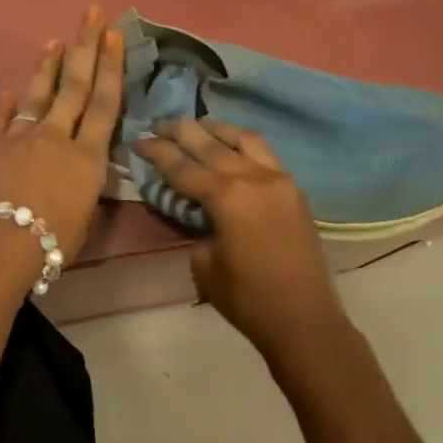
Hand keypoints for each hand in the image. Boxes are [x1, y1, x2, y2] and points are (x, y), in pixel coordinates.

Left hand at [0, 6, 124, 263]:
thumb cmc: (48, 244)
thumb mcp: (82, 220)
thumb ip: (83, 190)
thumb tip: (79, 176)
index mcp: (87, 158)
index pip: (105, 103)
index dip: (111, 67)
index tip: (113, 35)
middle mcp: (57, 138)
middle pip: (76, 86)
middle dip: (85, 47)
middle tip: (91, 14)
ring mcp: (21, 137)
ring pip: (39, 95)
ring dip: (49, 66)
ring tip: (55, 41)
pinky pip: (1, 119)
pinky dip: (6, 104)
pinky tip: (9, 91)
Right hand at [135, 120, 347, 361]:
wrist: (304, 319)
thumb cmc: (248, 299)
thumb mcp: (204, 265)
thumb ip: (197, 229)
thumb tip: (199, 213)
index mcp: (227, 196)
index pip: (182, 166)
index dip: (156, 151)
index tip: (138, 139)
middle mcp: (253, 177)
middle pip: (210, 143)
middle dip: (181, 130)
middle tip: (159, 123)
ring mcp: (278, 179)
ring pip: (244, 138)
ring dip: (217, 129)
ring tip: (198, 126)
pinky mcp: (294, 189)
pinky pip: (265, 153)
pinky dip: (243, 143)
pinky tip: (232, 146)